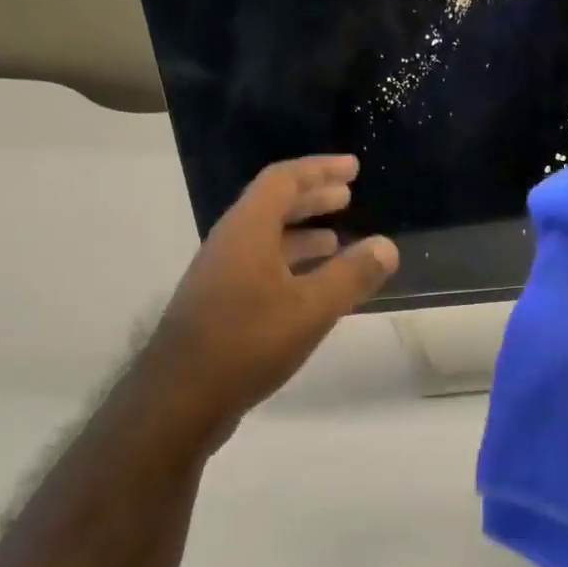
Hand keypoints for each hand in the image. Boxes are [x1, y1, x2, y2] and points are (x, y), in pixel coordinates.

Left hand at [138, 156, 398, 448]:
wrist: (180, 397)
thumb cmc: (247, 343)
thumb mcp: (311, 309)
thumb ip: (352, 276)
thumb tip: (387, 246)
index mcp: (248, 230)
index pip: (284, 180)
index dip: (320, 169)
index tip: (353, 168)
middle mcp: (230, 243)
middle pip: (272, 205)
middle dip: (312, 197)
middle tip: (347, 196)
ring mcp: (220, 275)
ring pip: (266, 239)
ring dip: (302, 234)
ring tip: (337, 240)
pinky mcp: (219, 305)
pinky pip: (260, 267)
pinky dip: (290, 265)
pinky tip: (309, 289)